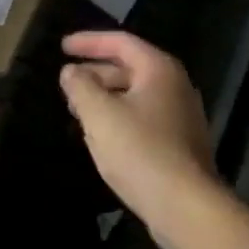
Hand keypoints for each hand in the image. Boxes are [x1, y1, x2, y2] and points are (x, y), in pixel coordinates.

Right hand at [59, 31, 222, 248]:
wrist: (186, 206)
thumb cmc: (140, 151)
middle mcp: (175, 84)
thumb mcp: (100, 115)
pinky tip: (102, 135)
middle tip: (67, 81)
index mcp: (159, 69)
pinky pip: (144, 117)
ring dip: (106, 97)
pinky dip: (120, 117)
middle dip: (96, 72)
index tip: (62, 47)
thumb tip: (70, 71)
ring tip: (78, 109)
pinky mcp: (180, 142)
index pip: (121, 42)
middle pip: (130, 67)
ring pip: (136, 95)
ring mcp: (181, 114)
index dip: (89, 42)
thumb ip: (81, 87)